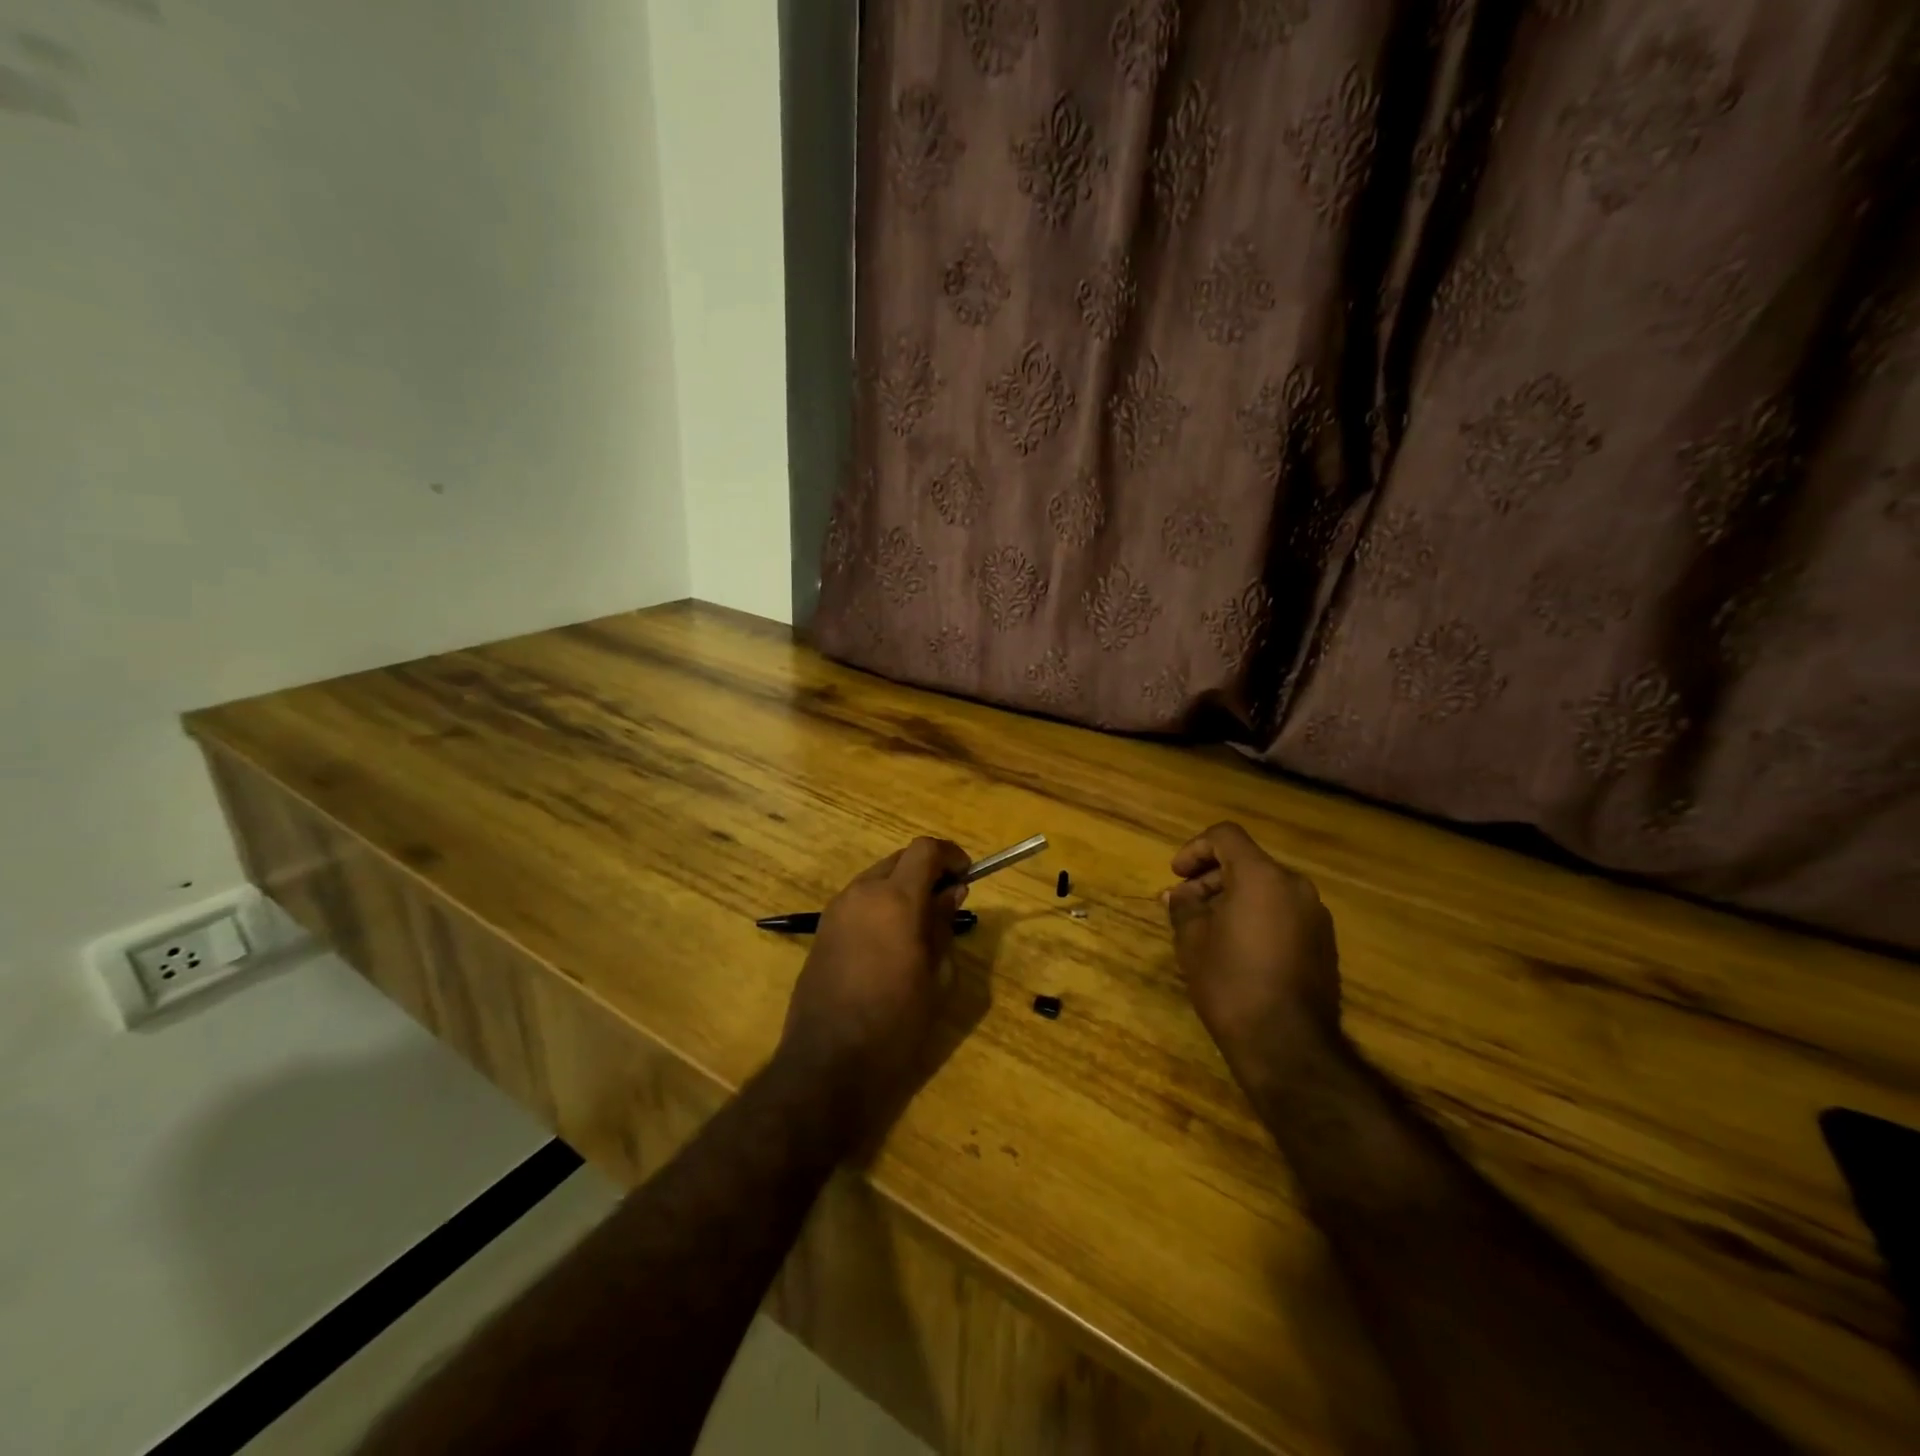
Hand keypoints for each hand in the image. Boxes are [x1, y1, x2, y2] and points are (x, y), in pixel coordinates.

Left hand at [777, 837, 970, 1132]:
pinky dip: (880, 906)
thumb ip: (943, 925)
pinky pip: (858, 901)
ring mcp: (836, 910)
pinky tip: (890, 943)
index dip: (950, 855)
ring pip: (877, 878)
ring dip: (901, 887)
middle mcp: (862, 893)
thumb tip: (950, 893)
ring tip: (919, 926)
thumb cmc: (895, 1022)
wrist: (827, 1062)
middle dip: (926, 871)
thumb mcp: (935, 976)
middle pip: (900, 859)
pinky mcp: (821, 931)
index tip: (966, 876)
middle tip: (947, 902)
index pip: (925, 849)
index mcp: (895, 899)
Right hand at [1164, 821, 1342, 1087]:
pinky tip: (1236, 948)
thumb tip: (1178, 895)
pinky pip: (1283, 913)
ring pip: (1266, 888)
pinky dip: (1256, 916)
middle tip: (1183, 906)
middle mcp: (1295, 887)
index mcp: (1262, 876)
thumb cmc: (1230, 982)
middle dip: (1210, 877)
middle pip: (1247, 862)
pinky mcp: (1324, 943)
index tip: (1176, 875)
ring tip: (1206, 929)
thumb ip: (1183, 906)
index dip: (1194, 849)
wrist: (1287, 1044)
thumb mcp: (1192, 940)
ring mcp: (1315, 916)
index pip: (1225, 836)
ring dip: (1232, 898)